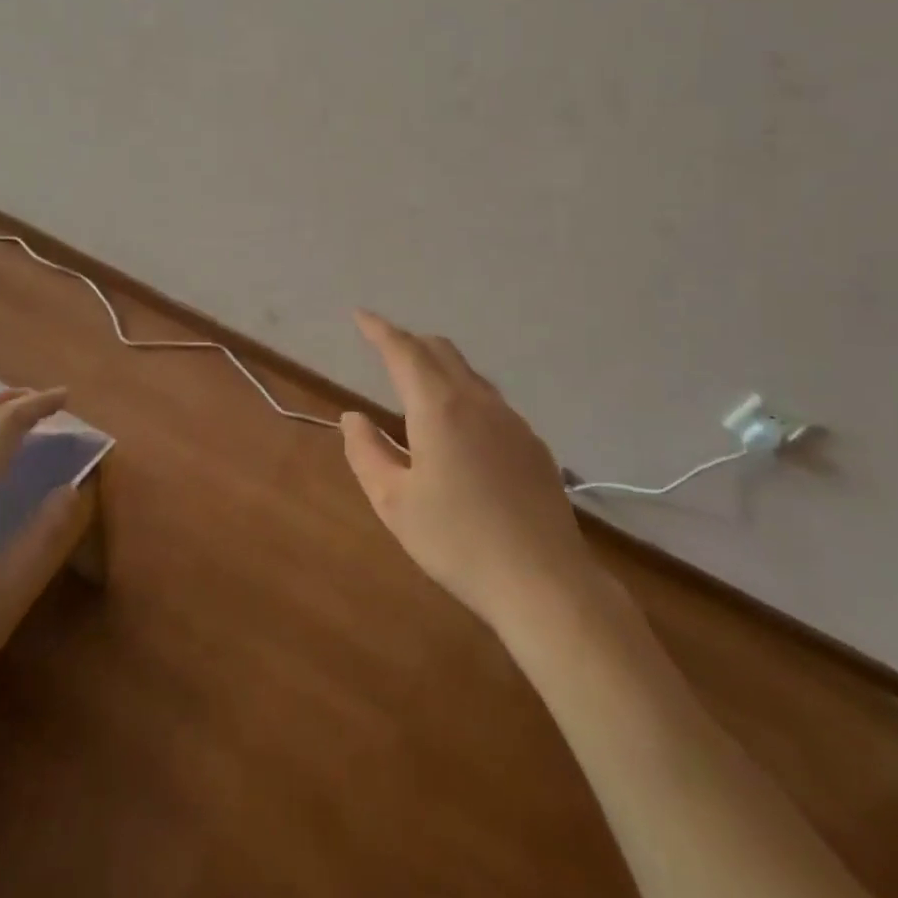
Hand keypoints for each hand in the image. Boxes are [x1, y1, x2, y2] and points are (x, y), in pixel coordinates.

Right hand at [341, 312, 603, 636]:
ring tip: (417, 387)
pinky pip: (490, 401)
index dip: (379, 330)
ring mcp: (512, 421)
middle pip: (441, 351)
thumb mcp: (394, 502)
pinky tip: (460, 430)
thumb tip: (354, 417)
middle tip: (383, 347)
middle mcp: (478, 401)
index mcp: (439, 408)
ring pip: (469, 374)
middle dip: (409, 341)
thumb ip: (367, 452)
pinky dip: (463, 394)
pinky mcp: (533, 444)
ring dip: (438, 366)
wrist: (544, 582)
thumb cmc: (457, 541)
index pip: (403, 351)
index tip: (360, 315)